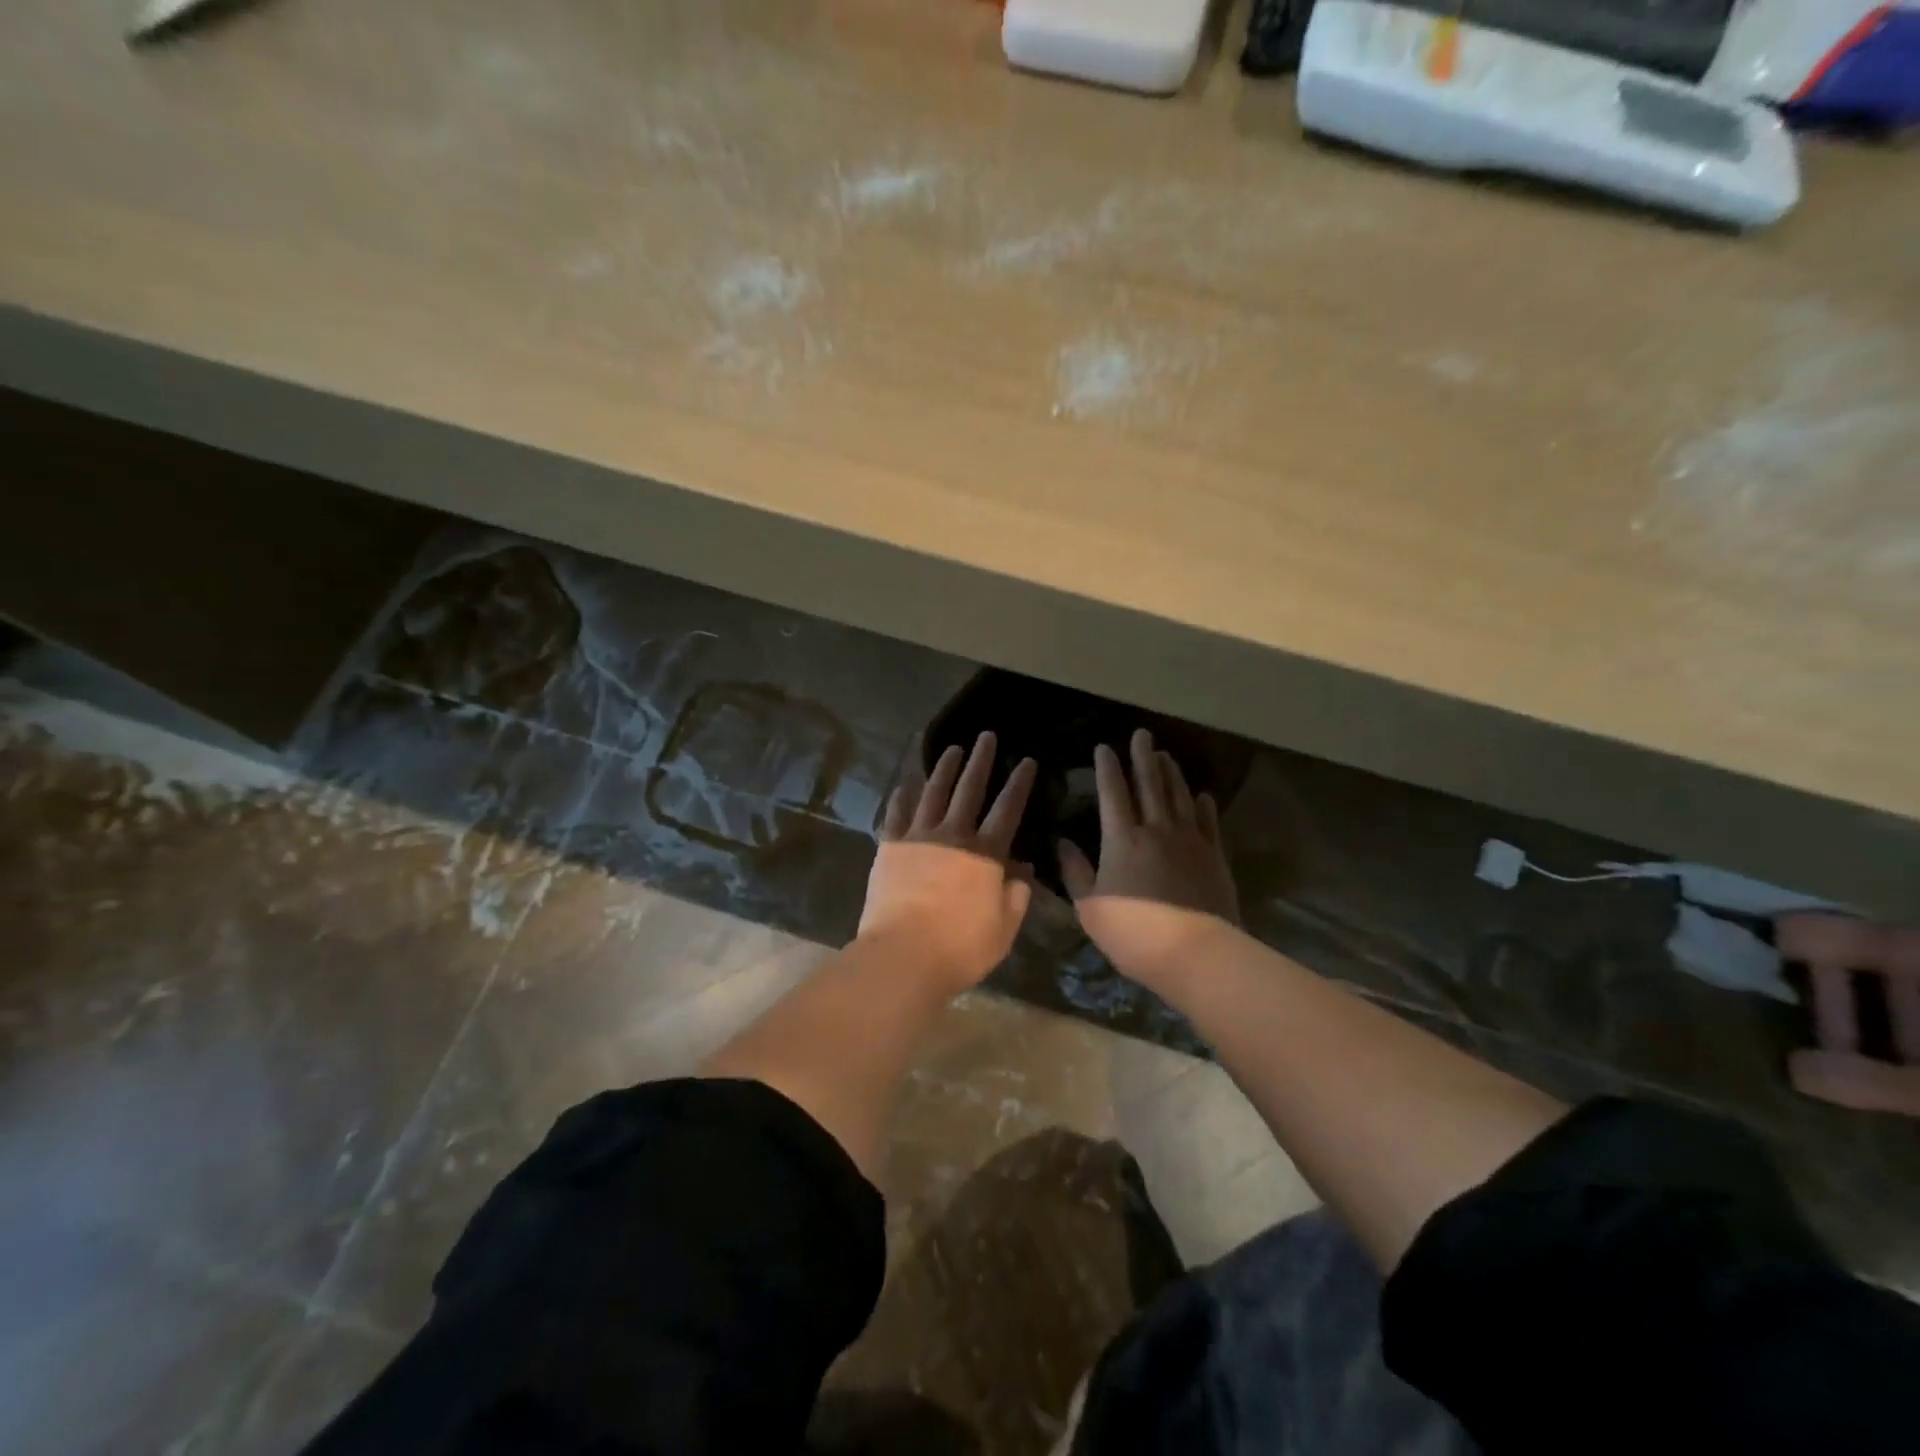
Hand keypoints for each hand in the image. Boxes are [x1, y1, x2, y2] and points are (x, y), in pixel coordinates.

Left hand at [861, 731, 1038, 993]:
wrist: (903, 954)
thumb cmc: (961, 947)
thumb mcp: (1004, 928)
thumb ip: (1017, 895)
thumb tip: (1023, 869)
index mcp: (986, 853)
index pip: (1007, 809)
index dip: (1019, 783)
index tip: (1026, 760)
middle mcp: (953, 835)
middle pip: (969, 789)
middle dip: (980, 761)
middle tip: (986, 737)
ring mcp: (918, 837)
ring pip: (933, 793)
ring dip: (944, 769)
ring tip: (952, 749)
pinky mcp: (889, 847)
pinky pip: (897, 813)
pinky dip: (903, 796)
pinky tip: (906, 784)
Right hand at [1059, 729, 1239, 990]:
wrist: (1195, 953)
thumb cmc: (1133, 933)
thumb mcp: (1090, 907)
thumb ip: (1076, 872)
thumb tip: (1062, 842)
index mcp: (1122, 839)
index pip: (1113, 793)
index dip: (1107, 768)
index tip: (1104, 747)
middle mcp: (1157, 830)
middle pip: (1150, 784)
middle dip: (1143, 757)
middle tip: (1142, 734)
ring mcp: (1190, 841)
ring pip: (1179, 796)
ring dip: (1171, 773)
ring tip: (1165, 755)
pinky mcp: (1214, 856)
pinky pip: (1208, 822)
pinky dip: (1204, 805)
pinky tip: (1202, 795)